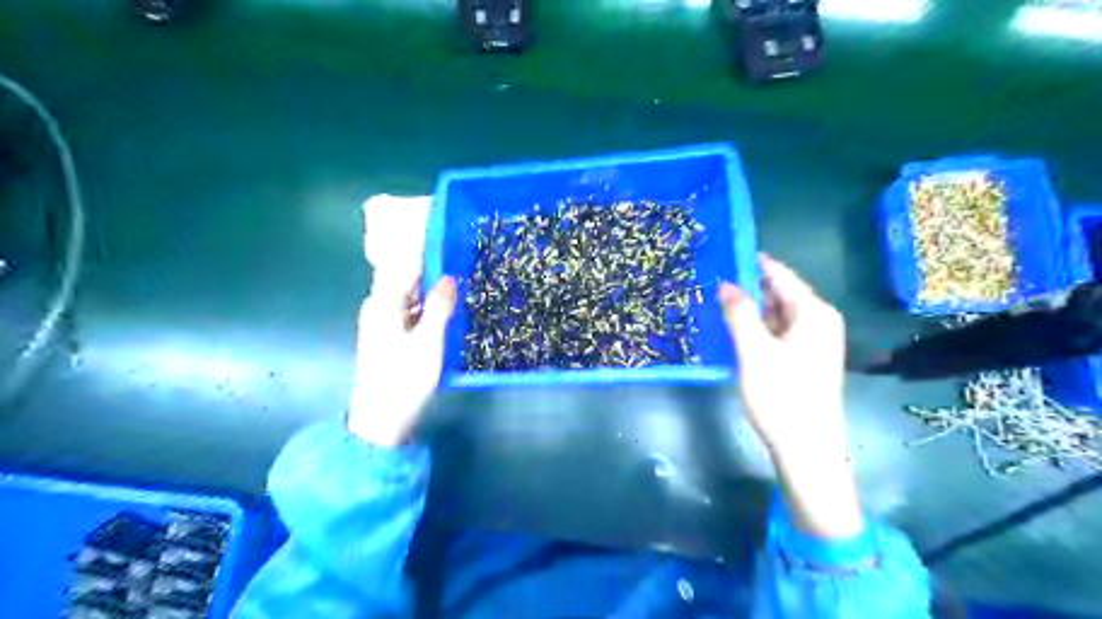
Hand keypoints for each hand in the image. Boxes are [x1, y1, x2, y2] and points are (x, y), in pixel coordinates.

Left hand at [350, 197, 457, 447]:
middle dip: (431, 260)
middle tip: (461, 247)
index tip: (446, 228)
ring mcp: (385, 322)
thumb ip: (440, 307)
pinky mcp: (392, 336)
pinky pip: (413, 308)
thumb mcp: (429, 343)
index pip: (404, 261)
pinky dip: (430, 301)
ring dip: (433, 281)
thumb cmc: (404, 381)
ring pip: (411, 292)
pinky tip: (449, 301)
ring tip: (461, 268)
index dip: (423, 243)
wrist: (381, 423)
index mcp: (383, 303)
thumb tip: (449, 275)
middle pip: (406, 274)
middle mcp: (380, 307)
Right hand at [720, 254, 865, 539]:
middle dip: (748, 287)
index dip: (752, 263)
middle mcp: (819, 321)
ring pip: (777, 315)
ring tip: (717, 302)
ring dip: (750, 309)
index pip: (780, 275)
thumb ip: (739, 313)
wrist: (807, 449)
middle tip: (713, 280)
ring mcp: (814, 342)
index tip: (724, 252)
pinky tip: (735, 330)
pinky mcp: (806, 359)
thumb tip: (725, 283)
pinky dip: (758, 328)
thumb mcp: (754, 350)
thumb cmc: (782, 396)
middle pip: (779, 294)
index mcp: (814, 313)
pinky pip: (779, 332)